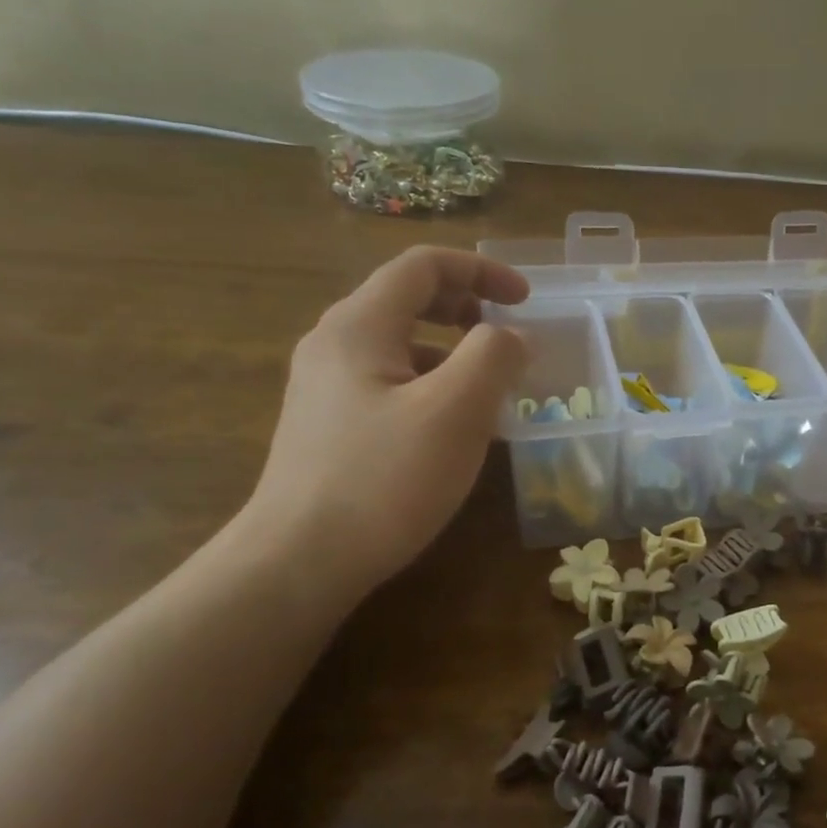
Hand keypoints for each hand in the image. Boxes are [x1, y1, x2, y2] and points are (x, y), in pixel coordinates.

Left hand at [242, 247, 529, 601]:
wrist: (299, 561)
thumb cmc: (384, 479)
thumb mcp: (456, 411)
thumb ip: (494, 356)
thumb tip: (512, 336)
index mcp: (359, 325)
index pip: (423, 266)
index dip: (482, 271)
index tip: (527, 301)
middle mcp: (334, 345)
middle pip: (406, 299)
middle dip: (466, 307)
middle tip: (507, 336)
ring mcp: (325, 388)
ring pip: (399, 346)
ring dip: (452, 351)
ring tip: (489, 390)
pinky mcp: (328, 426)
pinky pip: (390, 384)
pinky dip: (431, 386)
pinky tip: (453, 430)